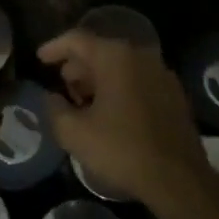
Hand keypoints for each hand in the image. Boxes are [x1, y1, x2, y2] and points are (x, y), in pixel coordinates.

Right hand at [38, 30, 215, 217]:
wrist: (179, 179)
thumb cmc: (123, 150)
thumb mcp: (76, 134)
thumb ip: (54, 110)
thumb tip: (51, 97)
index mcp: (115, 56)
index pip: (77, 39)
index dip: (54, 48)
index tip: (40, 59)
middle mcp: (140, 55)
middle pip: (100, 51)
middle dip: (78, 67)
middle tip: (62, 86)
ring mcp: (160, 72)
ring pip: (121, 66)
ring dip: (99, 79)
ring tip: (84, 102)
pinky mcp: (173, 93)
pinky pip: (138, 80)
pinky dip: (120, 88)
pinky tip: (112, 113)